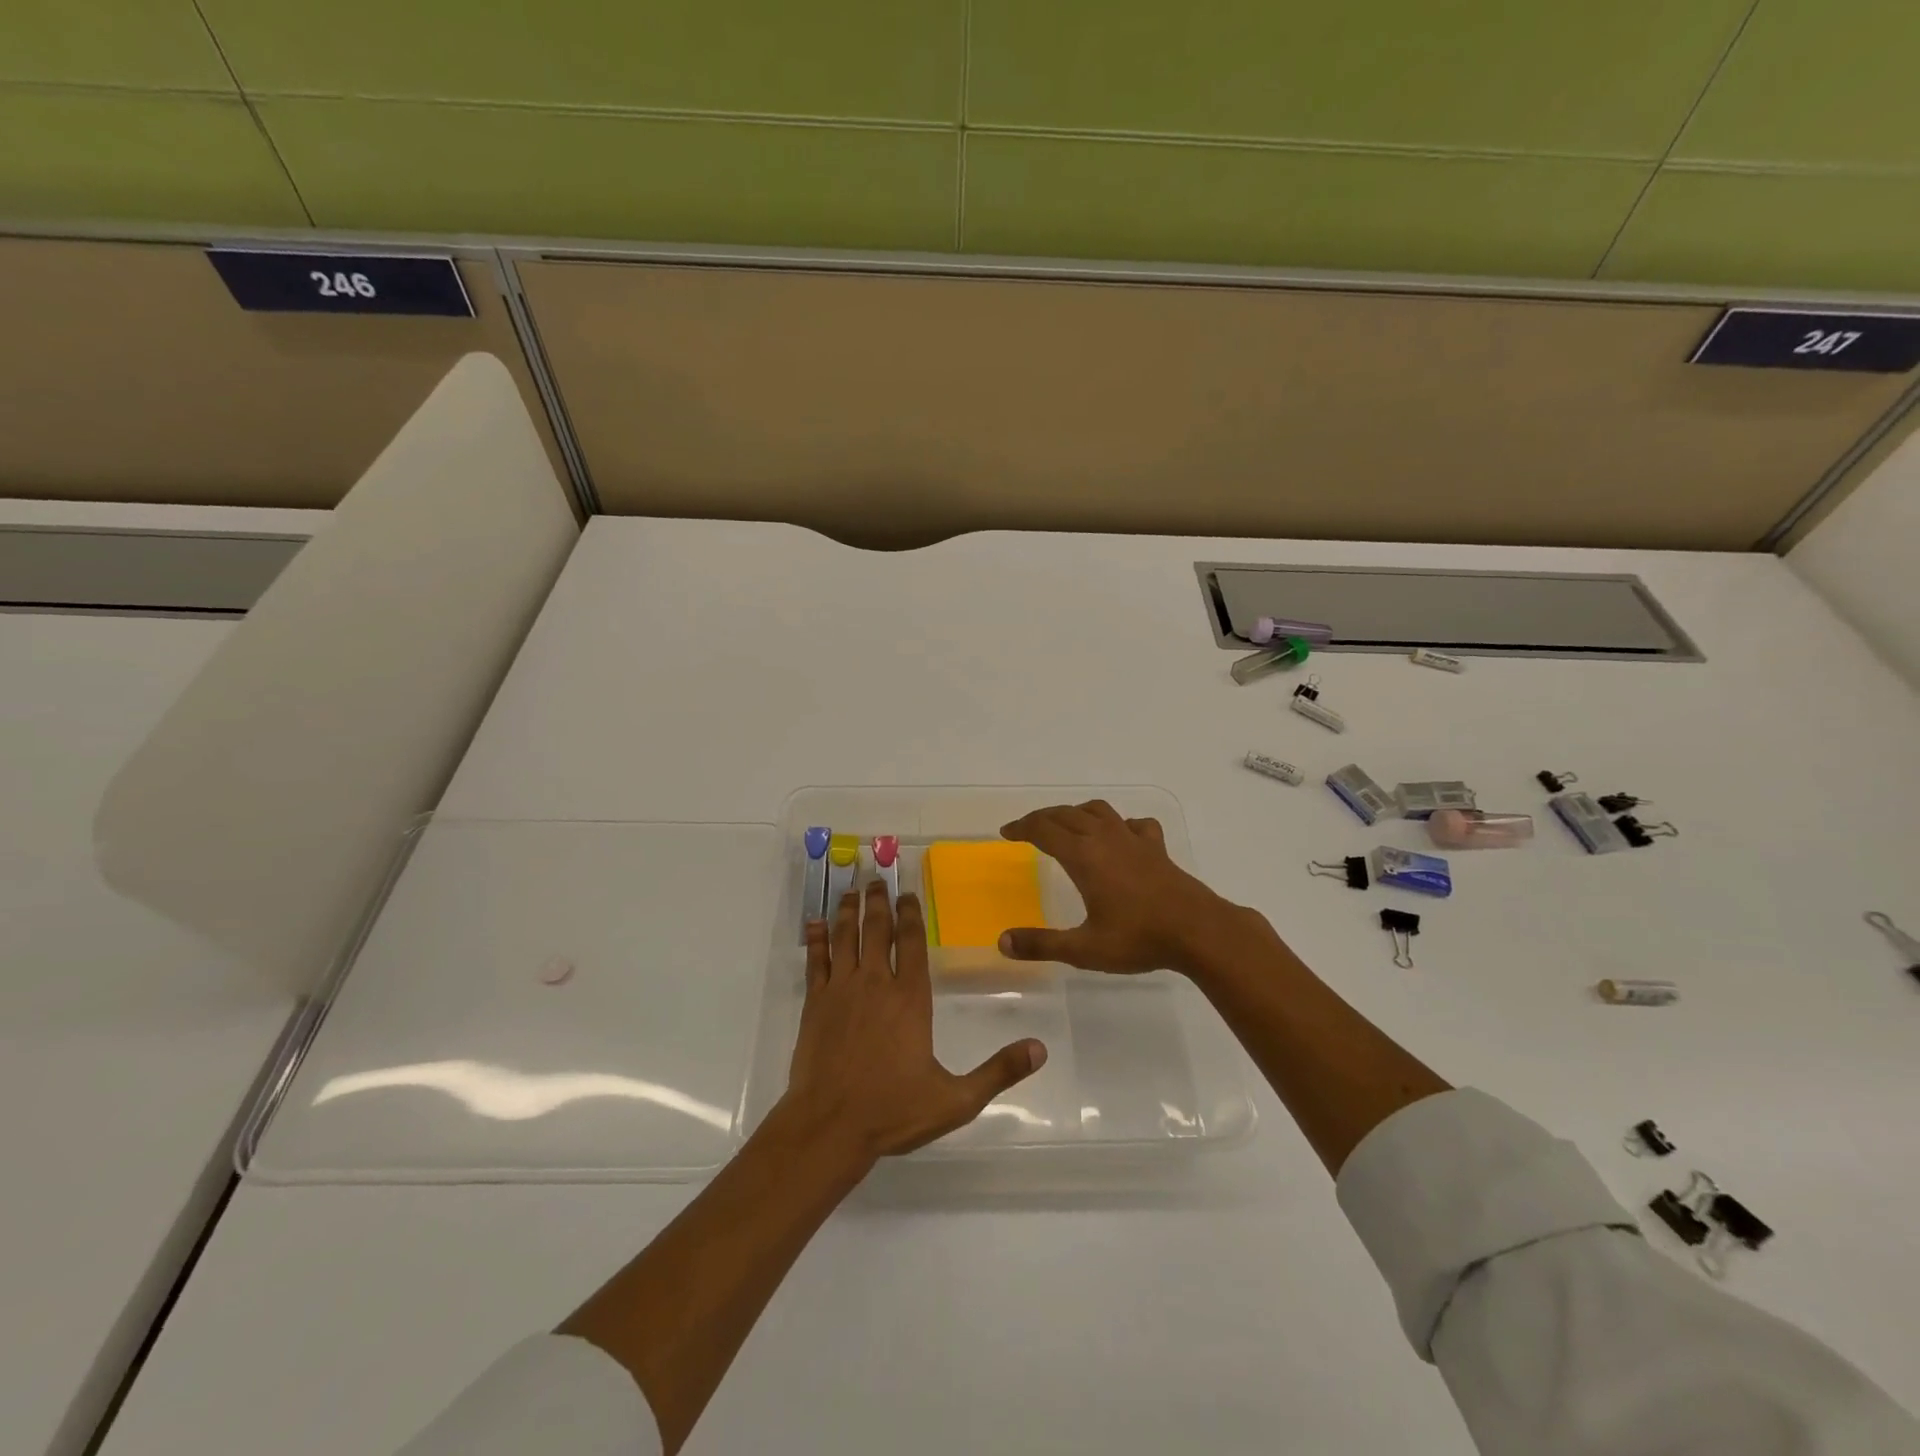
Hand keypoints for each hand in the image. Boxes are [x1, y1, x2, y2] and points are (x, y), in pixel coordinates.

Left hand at [781, 880, 1046, 1166]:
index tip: (908, 894)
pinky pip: (815, 961)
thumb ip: (998, 1072)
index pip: (912, 943)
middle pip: (877, 930)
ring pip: (846, 937)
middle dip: (879, 901)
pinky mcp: (814, 1004)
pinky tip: (814, 922)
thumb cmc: (892, 1111)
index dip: (911, 914)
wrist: (829, 1127)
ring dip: (849, 911)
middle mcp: (876, 984)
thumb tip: (1040, 1049)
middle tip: (877, 878)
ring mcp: (840, 991)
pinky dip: (815, 939)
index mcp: (910, 998)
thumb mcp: (956, 1099)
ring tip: (851, 890)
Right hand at [998, 800, 1240, 974]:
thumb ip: (1042, 944)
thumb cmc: (1138, 938)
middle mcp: (1105, 839)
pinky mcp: (1157, 848)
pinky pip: (1134, 824)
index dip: (1022, 828)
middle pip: (1066, 814)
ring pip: (1098, 811)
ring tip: (1066, 823)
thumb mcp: (1084, 949)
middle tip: (1026, 829)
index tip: (1006, 833)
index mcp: (1084, 856)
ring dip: (1076, 812)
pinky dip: (1119, 824)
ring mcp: (1134, 840)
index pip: (1044, 830)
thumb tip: (1003, 942)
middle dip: (1042, 817)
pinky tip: (1120, 836)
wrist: (1199, 930)